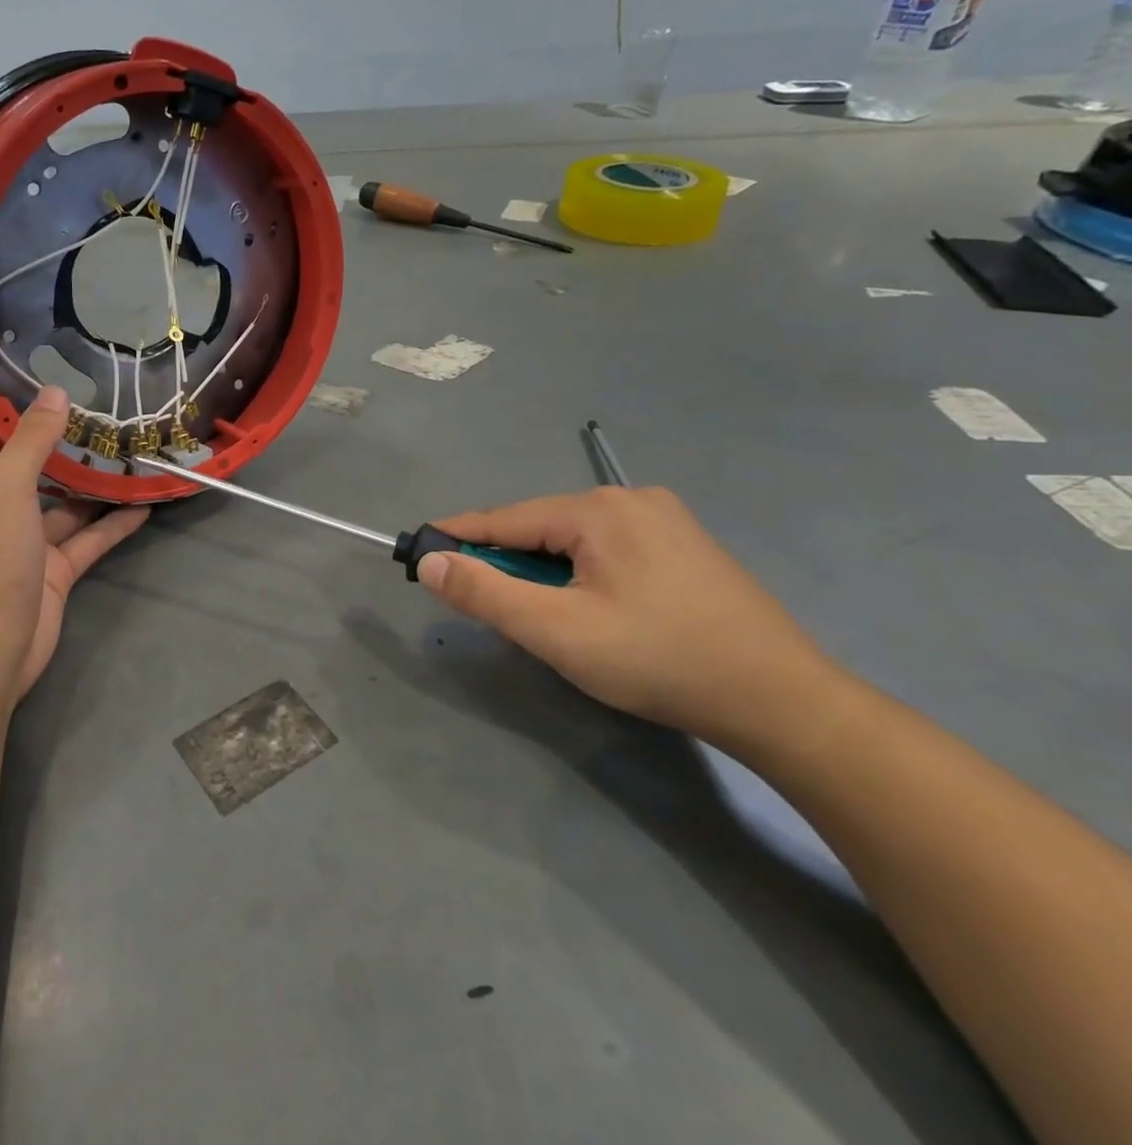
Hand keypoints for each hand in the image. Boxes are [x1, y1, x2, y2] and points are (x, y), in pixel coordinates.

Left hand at [0, 387, 148, 704]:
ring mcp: (24, 546)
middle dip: (46, 447)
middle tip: (85, 414)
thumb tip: (54, 390)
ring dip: (88, 486)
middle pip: (16, 472)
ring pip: (60, 508)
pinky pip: (87, 542)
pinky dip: (112, 525)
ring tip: (124, 453)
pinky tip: (143, 505)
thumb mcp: (7, 490)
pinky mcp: (53, 574)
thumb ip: (31, 440)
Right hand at [416, 486, 836, 744]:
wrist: (785, 704)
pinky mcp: (687, 547)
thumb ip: (486, 594)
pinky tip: (591, 611)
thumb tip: (430, 562)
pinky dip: (581, 576)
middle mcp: (631, 499)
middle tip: (489, 608)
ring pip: (574, 542)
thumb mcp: (557, 631)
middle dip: (508, 565)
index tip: (420, 553)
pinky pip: (608, 552)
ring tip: (541, 618)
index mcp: (599, 509)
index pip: (505, 519)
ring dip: (545, 574)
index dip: (458, 538)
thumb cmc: (659, 660)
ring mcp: (666, 521)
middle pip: (540, 529)